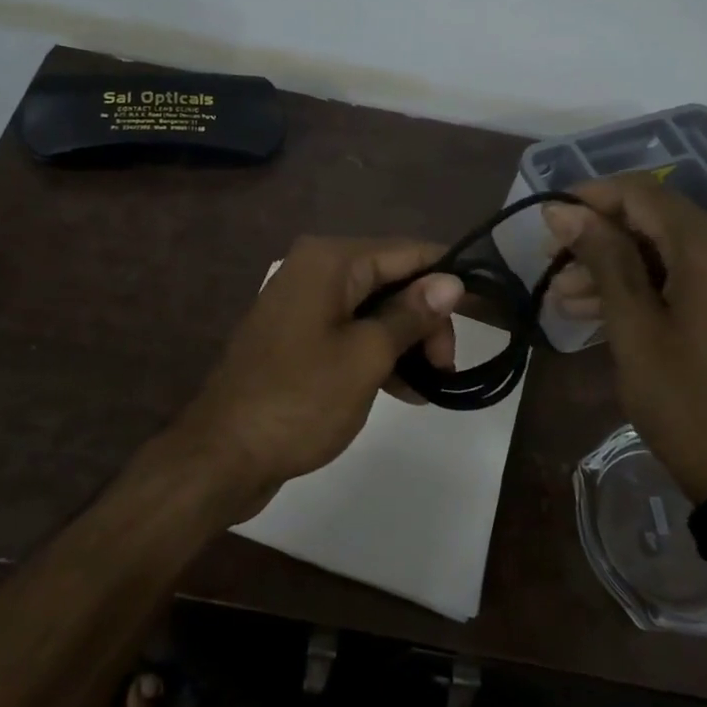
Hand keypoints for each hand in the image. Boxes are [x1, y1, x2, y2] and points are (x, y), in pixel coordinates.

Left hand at [176, 237, 463, 515]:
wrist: (223, 454)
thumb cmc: (299, 399)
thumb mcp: (366, 356)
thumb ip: (411, 314)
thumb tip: (452, 280)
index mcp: (331, 260)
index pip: (407, 252)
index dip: (447, 277)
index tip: (482, 312)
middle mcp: (316, 269)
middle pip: (391, 280)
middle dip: (424, 320)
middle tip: (445, 367)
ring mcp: (304, 303)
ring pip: (374, 309)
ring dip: (406, 341)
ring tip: (433, 385)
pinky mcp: (298, 336)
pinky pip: (351, 332)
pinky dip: (378, 354)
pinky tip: (406, 391)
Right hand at [543, 176, 706, 501]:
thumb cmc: (686, 404)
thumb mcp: (633, 329)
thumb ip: (602, 257)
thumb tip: (562, 210)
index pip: (643, 193)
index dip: (591, 198)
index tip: (549, 221)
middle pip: (660, 221)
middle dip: (603, 240)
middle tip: (554, 270)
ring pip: (676, 249)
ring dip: (624, 266)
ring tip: (569, 299)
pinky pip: (699, 273)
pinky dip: (656, 284)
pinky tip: (609, 309)